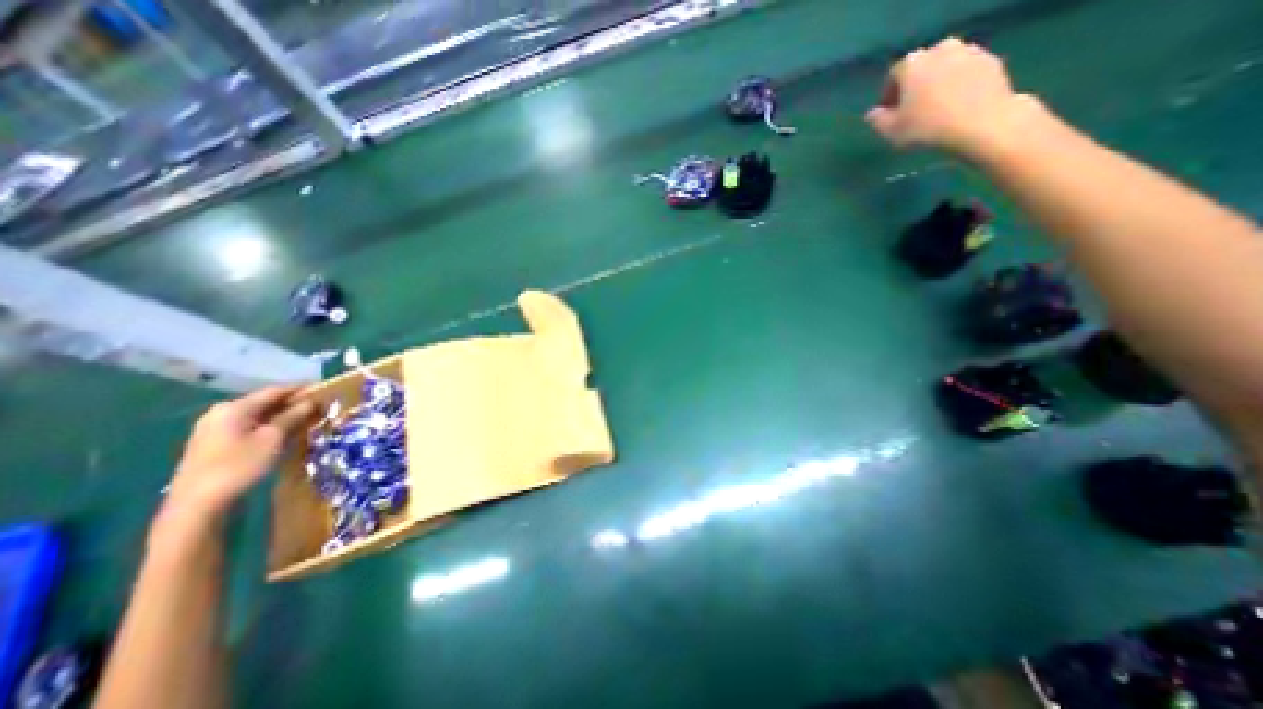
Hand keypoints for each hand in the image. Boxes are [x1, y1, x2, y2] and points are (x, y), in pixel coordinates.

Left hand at [162, 387, 314, 520]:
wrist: (197, 504)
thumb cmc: (239, 465)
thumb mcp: (273, 438)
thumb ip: (293, 416)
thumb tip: (311, 401)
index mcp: (234, 407)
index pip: (275, 390)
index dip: (301, 389)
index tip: (325, 390)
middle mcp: (221, 413)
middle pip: (264, 402)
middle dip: (292, 404)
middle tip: (319, 407)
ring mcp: (213, 429)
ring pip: (257, 416)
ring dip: (282, 416)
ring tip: (307, 420)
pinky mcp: (213, 444)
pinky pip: (248, 427)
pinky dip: (268, 427)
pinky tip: (283, 434)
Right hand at [865, 37, 1040, 157]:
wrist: (981, 123)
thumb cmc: (926, 127)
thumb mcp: (890, 131)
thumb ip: (877, 120)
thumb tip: (872, 114)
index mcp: (912, 64)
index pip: (893, 76)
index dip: (888, 96)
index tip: (888, 114)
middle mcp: (940, 50)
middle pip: (921, 68)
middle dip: (914, 86)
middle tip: (911, 109)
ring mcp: (968, 52)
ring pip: (944, 68)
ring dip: (936, 84)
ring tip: (934, 108)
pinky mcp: (990, 61)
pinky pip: (965, 73)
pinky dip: (957, 85)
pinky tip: (954, 106)